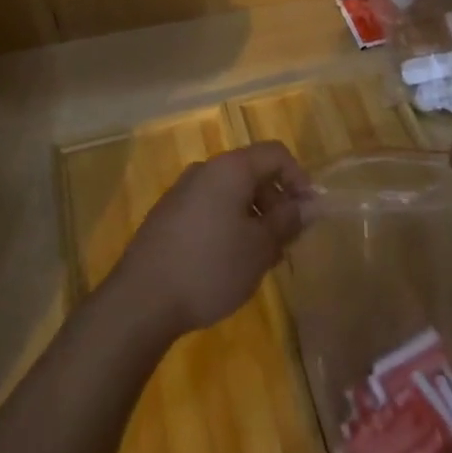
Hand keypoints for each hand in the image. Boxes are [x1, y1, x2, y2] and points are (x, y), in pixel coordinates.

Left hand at [111, 142, 312, 337]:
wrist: (142, 299)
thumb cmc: (211, 266)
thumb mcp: (260, 247)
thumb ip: (287, 221)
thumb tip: (306, 204)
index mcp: (229, 168)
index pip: (275, 153)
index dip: (299, 178)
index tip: (309, 214)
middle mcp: (204, 170)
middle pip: (252, 172)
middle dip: (276, 202)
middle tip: (287, 242)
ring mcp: (182, 192)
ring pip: (230, 194)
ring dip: (254, 217)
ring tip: (262, 259)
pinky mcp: (168, 216)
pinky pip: (210, 209)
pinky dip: (229, 226)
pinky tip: (230, 263)